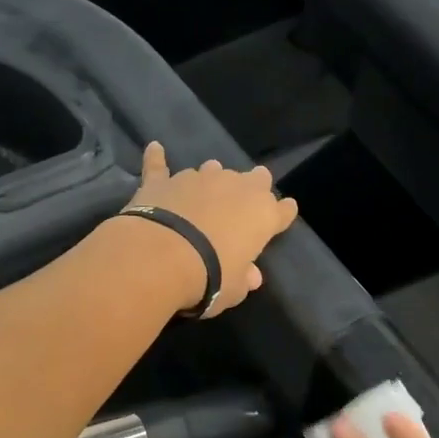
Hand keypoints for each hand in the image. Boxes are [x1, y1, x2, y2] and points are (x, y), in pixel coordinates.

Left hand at [124, 142, 298, 317]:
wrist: (162, 258)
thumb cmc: (210, 277)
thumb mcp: (234, 289)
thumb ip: (244, 278)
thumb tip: (251, 276)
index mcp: (262, 215)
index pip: (282, 210)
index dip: (283, 213)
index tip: (282, 215)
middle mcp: (235, 188)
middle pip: (254, 179)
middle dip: (252, 186)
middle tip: (244, 199)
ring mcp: (198, 179)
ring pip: (212, 170)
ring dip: (212, 179)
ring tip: (205, 190)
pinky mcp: (163, 181)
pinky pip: (160, 165)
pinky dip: (157, 158)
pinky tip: (155, 148)